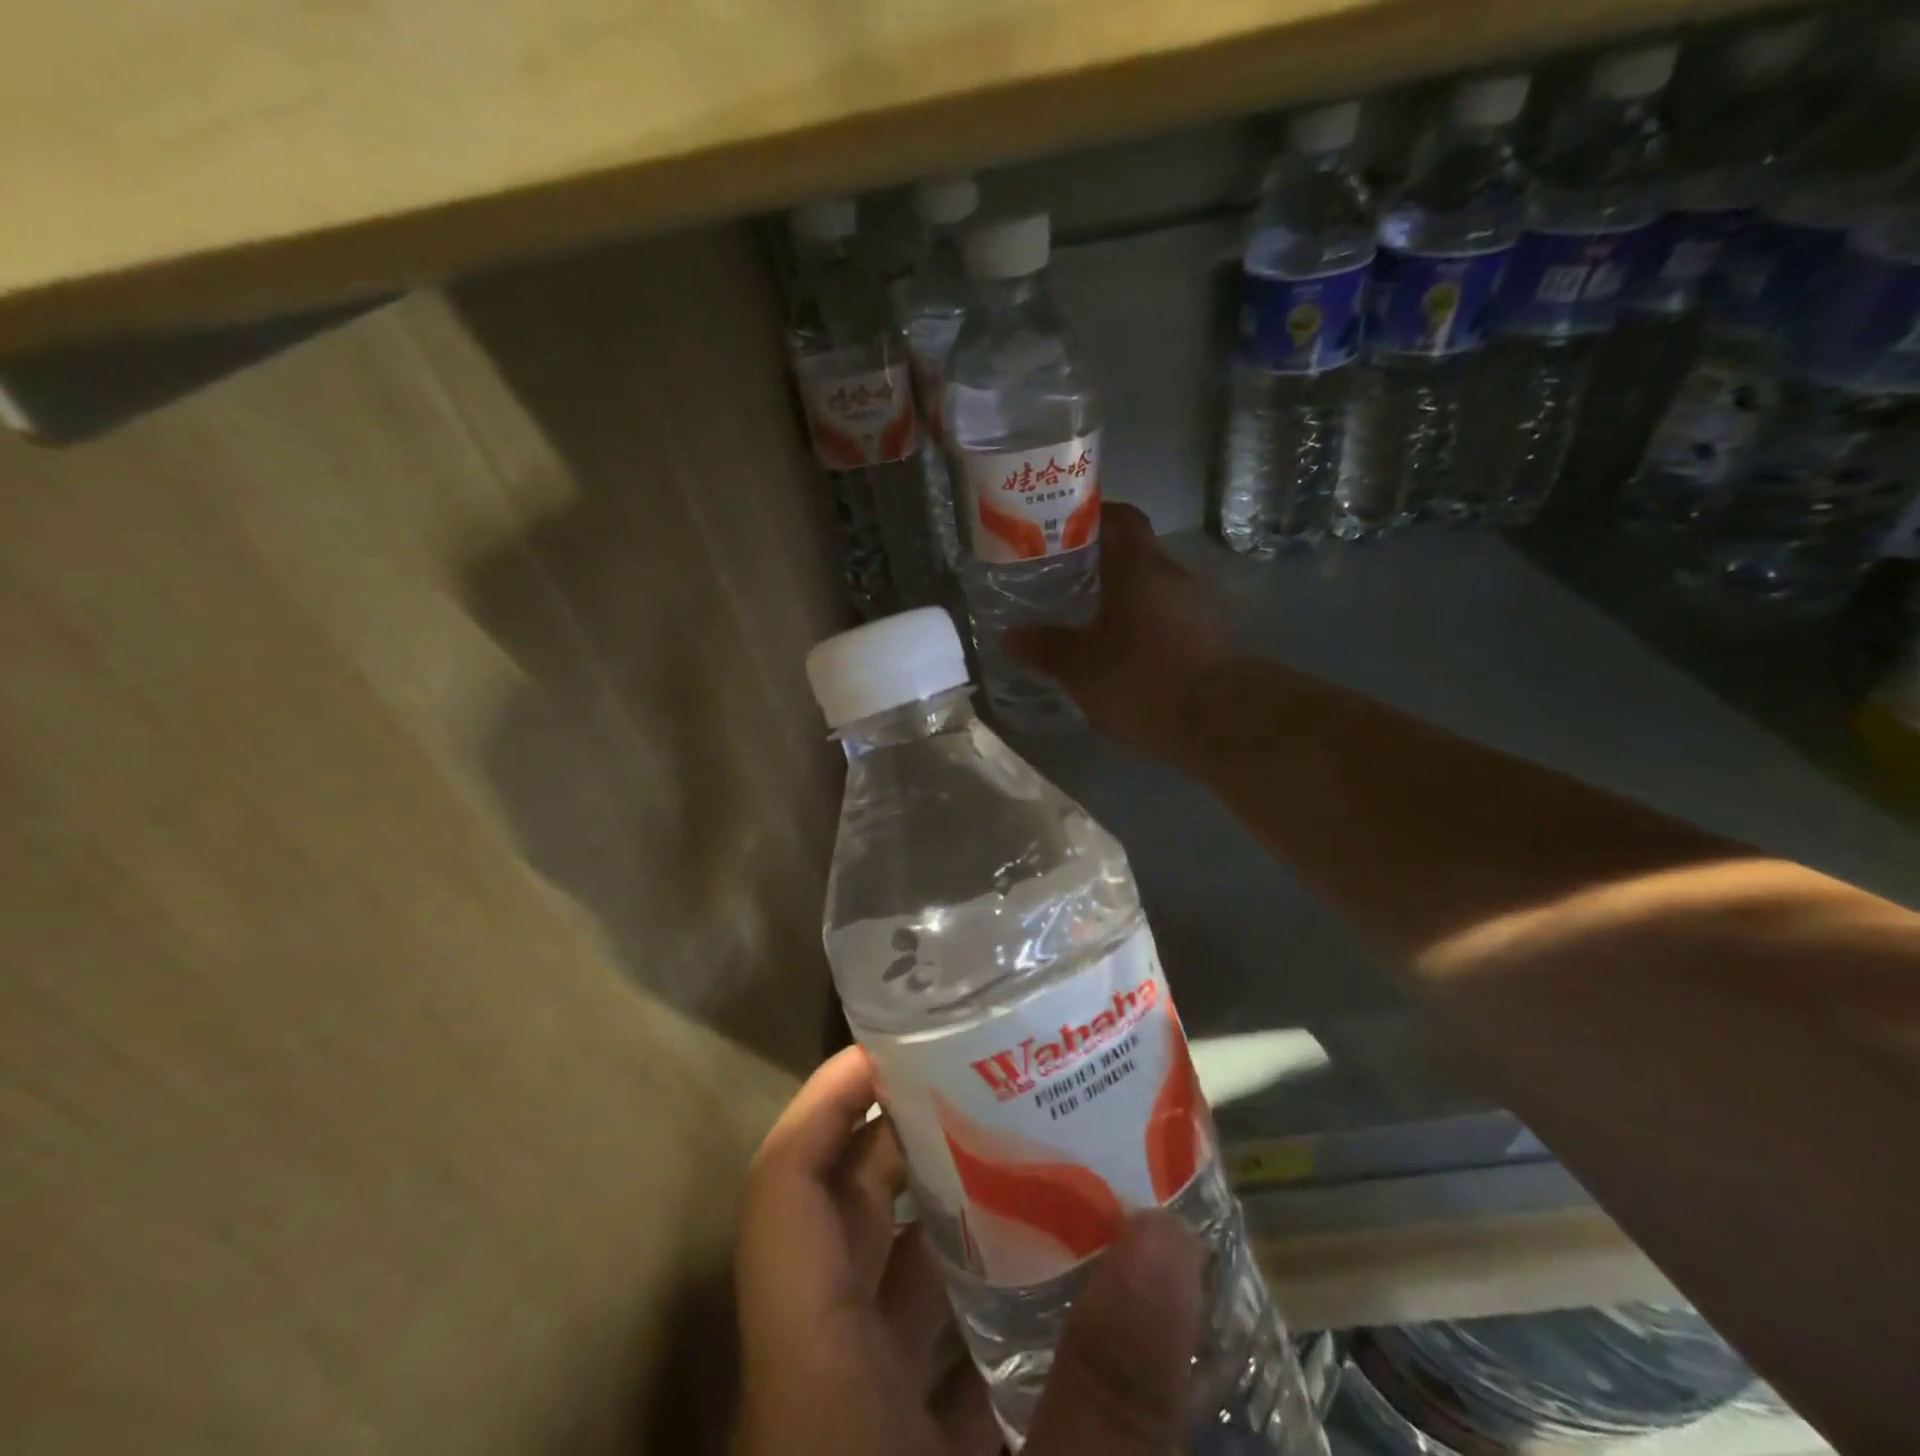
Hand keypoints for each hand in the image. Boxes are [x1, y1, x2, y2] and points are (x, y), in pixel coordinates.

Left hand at [732, 1046, 1203, 1455]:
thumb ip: (1108, 1400)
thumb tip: (1164, 1238)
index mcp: (811, 1380)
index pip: (784, 1195)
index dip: (824, 1104)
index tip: (886, 1045)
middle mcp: (820, 1394)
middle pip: (846, 1227)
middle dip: (906, 1145)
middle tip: (987, 1082)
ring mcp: (857, 1441)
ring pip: (893, 1297)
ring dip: (953, 1227)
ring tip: (1035, 1159)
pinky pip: (933, 1372)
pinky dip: (985, 1320)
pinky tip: (1062, 1302)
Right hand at [1006, 503, 1230, 762]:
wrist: (1223, 721)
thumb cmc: (1143, 679)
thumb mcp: (1082, 668)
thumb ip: (1047, 648)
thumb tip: (1012, 635)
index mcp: (1139, 567)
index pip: (1121, 517)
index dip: (1093, 516)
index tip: (1062, 530)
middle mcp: (1173, 576)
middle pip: (1135, 555)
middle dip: (1100, 565)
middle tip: (1063, 581)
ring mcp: (1198, 608)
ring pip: (1152, 591)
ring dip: (1124, 600)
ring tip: (1088, 622)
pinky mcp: (1210, 640)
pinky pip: (1168, 620)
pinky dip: (1144, 628)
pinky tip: (1123, 655)